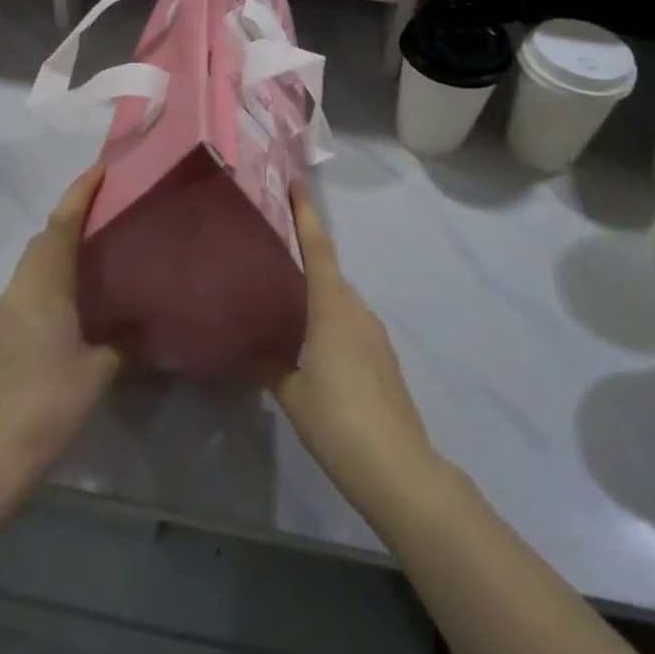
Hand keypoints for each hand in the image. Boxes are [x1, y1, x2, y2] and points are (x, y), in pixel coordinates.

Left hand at [0, 165, 119, 492]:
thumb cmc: (47, 406)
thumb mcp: (97, 373)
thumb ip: (121, 342)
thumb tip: (136, 326)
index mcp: (42, 289)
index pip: (60, 226)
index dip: (79, 193)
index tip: (101, 169)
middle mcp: (16, 291)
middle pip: (42, 241)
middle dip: (70, 218)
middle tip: (105, 214)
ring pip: (31, 266)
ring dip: (57, 251)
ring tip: (92, 257)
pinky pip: (24, 291)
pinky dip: (47, 280)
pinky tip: (68, 306)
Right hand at [268, 186, 439, 511]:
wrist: (398, 467)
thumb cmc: (338, 421)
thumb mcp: (292, 394)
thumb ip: (272, 365)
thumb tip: (256, 350)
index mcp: (333, 309)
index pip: (319, 251)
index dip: (307, 216)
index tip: (298, 186)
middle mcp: (358, 312)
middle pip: (330, 274)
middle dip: (306, 260)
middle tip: (275, 256)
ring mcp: (375, 335)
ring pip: (341, 302)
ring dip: (319, 296)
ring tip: (289, 306)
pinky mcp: (384, 359)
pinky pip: (352, 325)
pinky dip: (332, 322)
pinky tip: (315, 347)